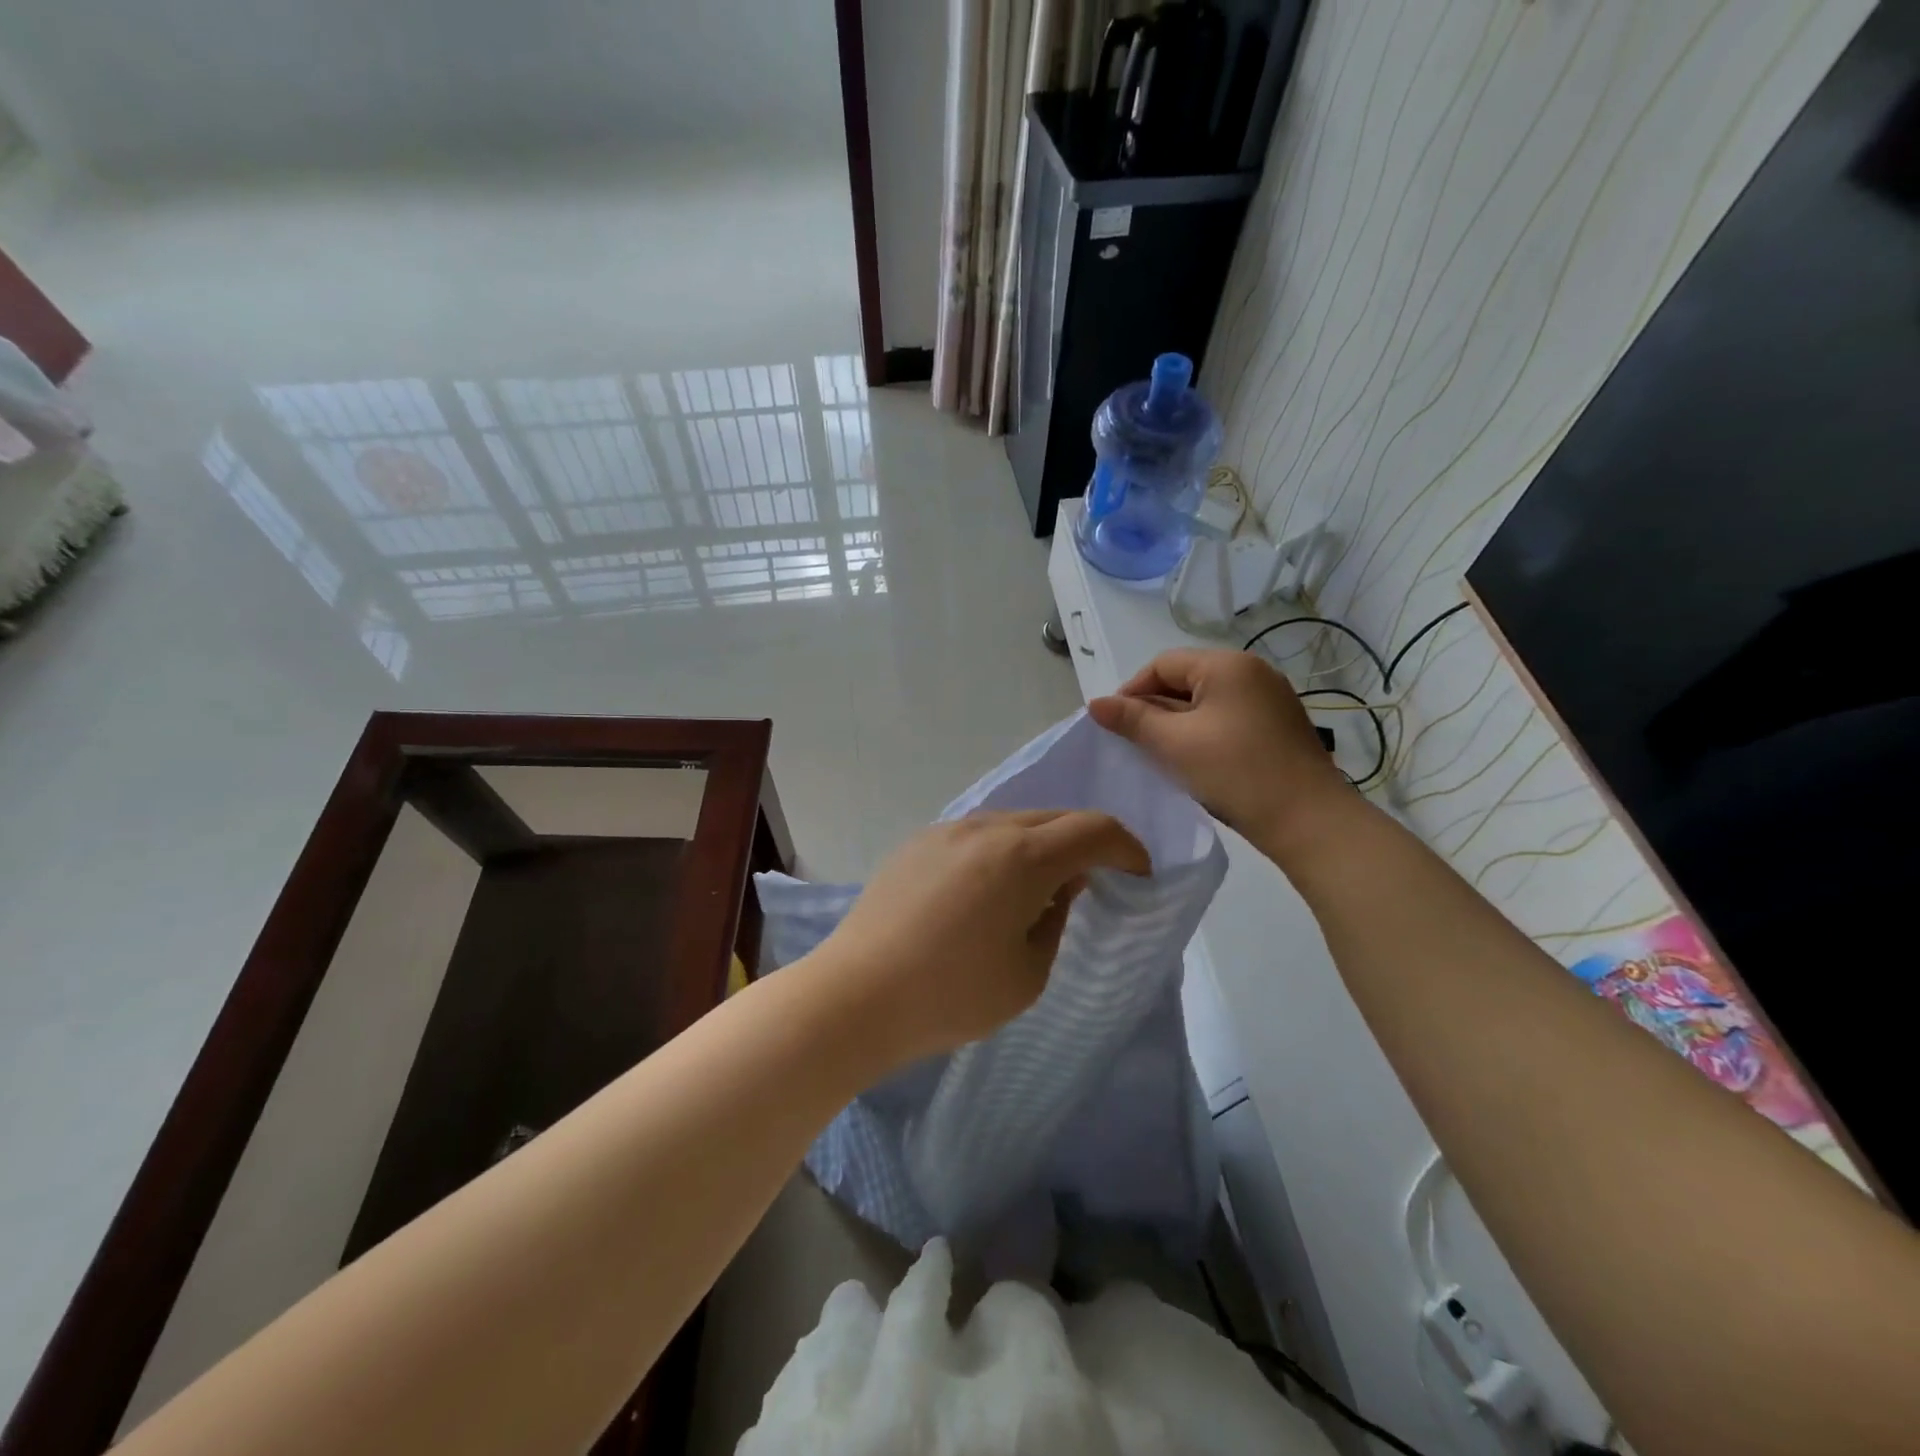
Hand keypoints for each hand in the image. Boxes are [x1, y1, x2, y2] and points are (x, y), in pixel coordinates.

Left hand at [807, 810, 1149, 1065]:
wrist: (855, 996)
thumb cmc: (951, 995)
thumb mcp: (1028, 973)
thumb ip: (1056, 917)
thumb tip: (1060, 885)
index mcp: (1022, 856)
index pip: (1094, 829)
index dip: (1127, 848)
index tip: (1139, 875)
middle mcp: (986, 827)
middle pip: (1054, 818)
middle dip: (1086, 843)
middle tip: (1095, 881)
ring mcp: (946, 830)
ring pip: (1013, 822)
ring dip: (1040, 845)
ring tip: (1038, 890)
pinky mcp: (917, 843)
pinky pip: (977, 834)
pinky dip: (1002, 851)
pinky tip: (988, 891)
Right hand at [1088, 648, 1350, 853]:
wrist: (1308, 820)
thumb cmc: (1235, 772)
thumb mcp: (1173, 744)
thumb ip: (1131, 720)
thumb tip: (1095, 702)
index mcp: (1226, 665)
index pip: (1162, 664)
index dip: (1131, 691)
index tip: (1114, 726)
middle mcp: (1252, 671)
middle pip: (1186, 679)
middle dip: (1154, 708)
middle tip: (1133, 743)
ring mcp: (1270, 698)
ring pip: (1206, 701)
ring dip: (1177, 723)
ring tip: (1159, 755)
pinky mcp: (1278, 725)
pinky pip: (1228, 717)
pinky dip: (1203, 732)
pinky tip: (1193, 761)